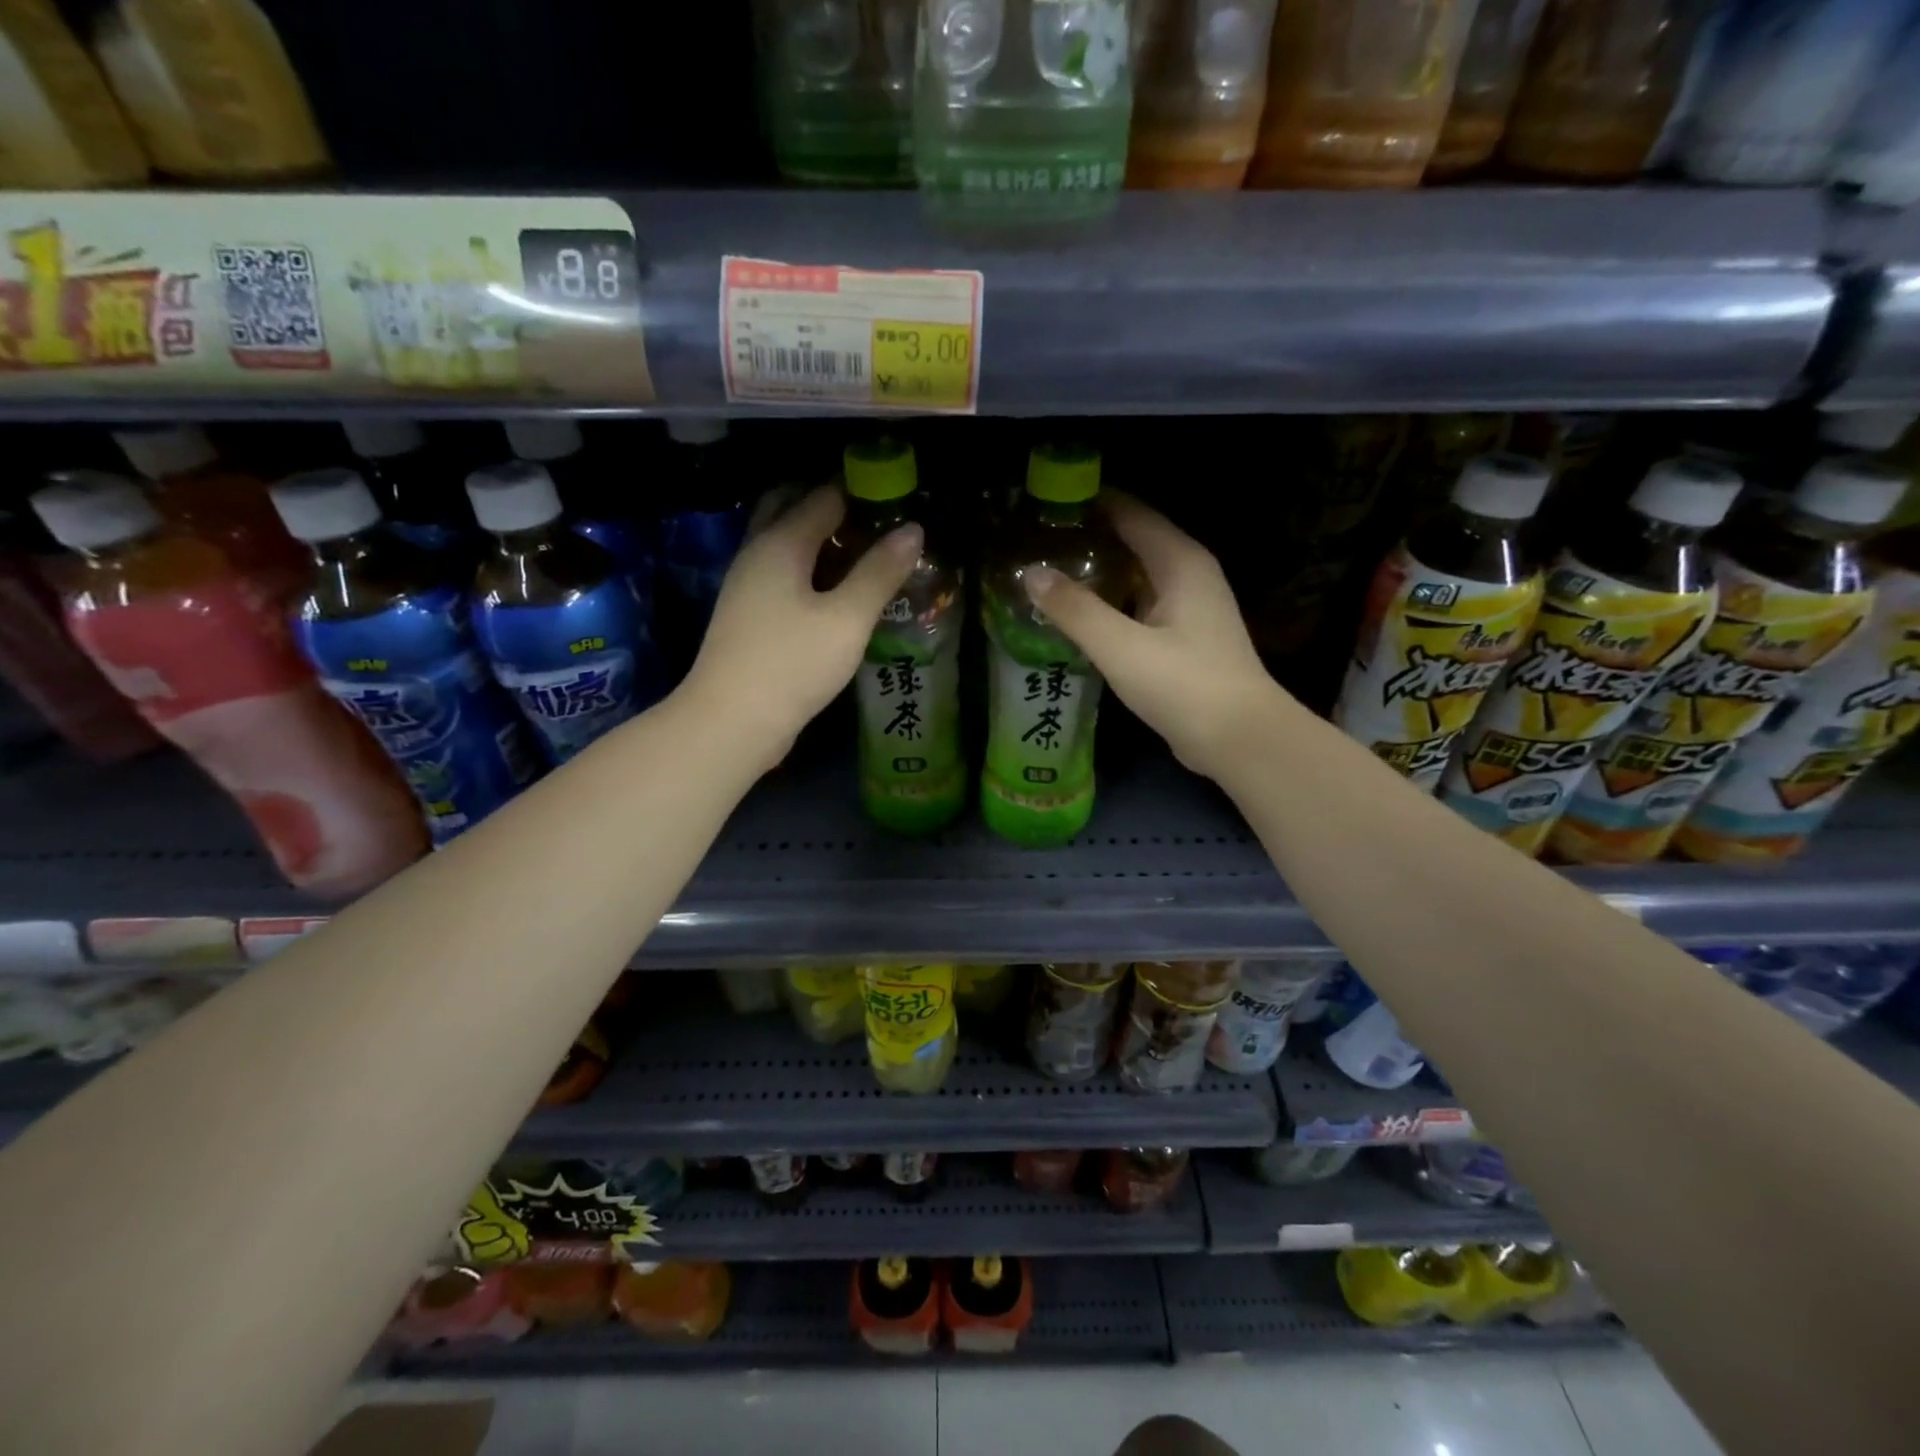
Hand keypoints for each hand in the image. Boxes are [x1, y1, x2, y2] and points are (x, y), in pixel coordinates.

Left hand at [679, 485, 921, 773]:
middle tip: (876, 519)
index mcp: (781, 543)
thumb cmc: (792, 664)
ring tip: (865, 552)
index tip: (896, 497)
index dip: (861, 492)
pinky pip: (782, 575)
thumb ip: (880, 572)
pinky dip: (809, 569)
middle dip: (831, 506)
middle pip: (791, 509)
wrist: (731, 721)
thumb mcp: (848, 619)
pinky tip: (836, 592)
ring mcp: (747, 586)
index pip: (823, 496)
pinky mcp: (748, 616)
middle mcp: (757, 553)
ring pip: (785, 545)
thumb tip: (913, 529)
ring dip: (820, 539)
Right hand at [1024, 494, 1290, 779]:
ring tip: (1048, 574)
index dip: (1089, 502)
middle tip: (1036, 541)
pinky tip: (1078, 615)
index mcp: (1180, 561)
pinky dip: (1111, 602)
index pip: (1130, 512)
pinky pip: (1139, 604)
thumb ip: (1074, 609)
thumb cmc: (1184, 685)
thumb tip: (1031, 573)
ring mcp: (1189, 606)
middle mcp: (1188, 573)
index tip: (1045, 504)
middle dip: (1088, 537)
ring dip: (1098, 573)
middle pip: (1132, 540)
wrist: (1240, 739)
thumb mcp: (1121, 647)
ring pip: (1135, 575)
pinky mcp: (1184, 637)